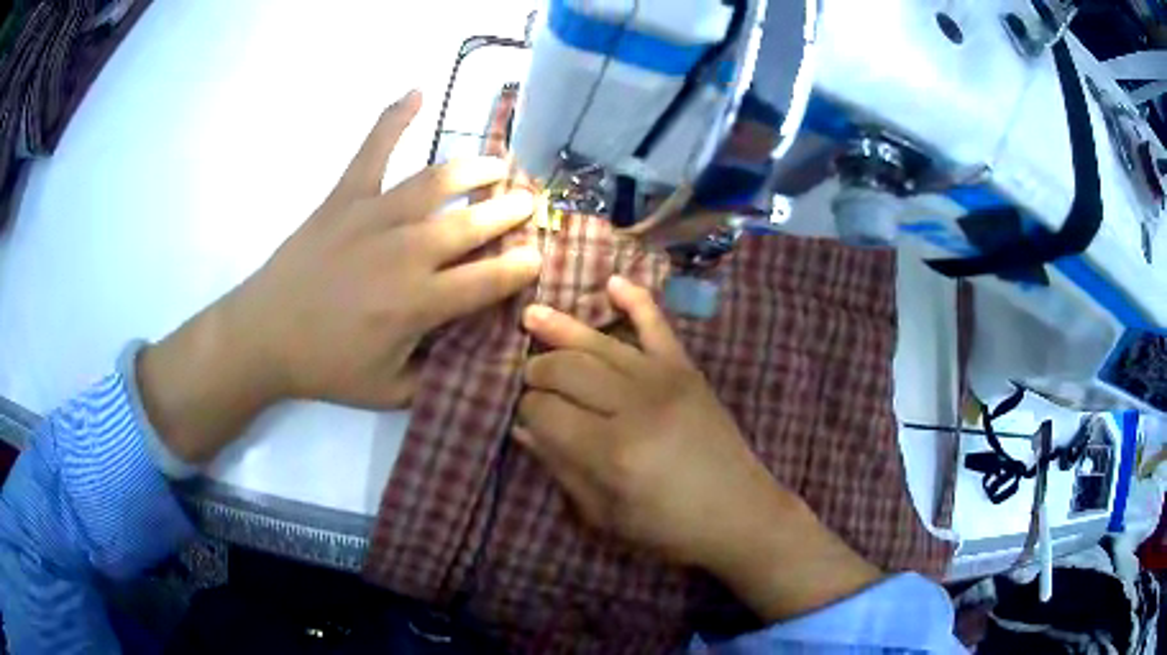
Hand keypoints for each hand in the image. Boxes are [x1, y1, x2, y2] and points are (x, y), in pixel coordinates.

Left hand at [137, 90, 540, 462]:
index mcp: (419, 301)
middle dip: (511, 211)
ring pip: (438, 180)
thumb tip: (470, 356)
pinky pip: (374, 149)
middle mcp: (406, 250)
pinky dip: (395, 118)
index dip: (522, 266)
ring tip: (498, 165)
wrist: (264, 335)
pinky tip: (416, 92)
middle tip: (529, 203)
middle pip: (474, 222)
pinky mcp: (345, 197)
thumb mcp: (389, 391)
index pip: (489, 278)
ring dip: (476, 169)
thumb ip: (436, 375)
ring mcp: (374, 215)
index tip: (539, 256)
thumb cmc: (326, 367)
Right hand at [517, 277, 881, 621]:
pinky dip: (636, 299)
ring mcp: (664, 380)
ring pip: (600, 343)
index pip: (545, 411)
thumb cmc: (669, 528)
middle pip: (567, 369)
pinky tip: (612, 282)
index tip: (520, 414)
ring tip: (531, 316)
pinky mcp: (687, 370)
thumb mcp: (605, 516)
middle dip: (537, 369)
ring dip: (561, 327)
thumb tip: (522, 428)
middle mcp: (633, 406)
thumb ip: (561, 468)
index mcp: (610, 452)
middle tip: (527, 377)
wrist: (740, 513)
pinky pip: (657, 325)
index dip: (524, 409)